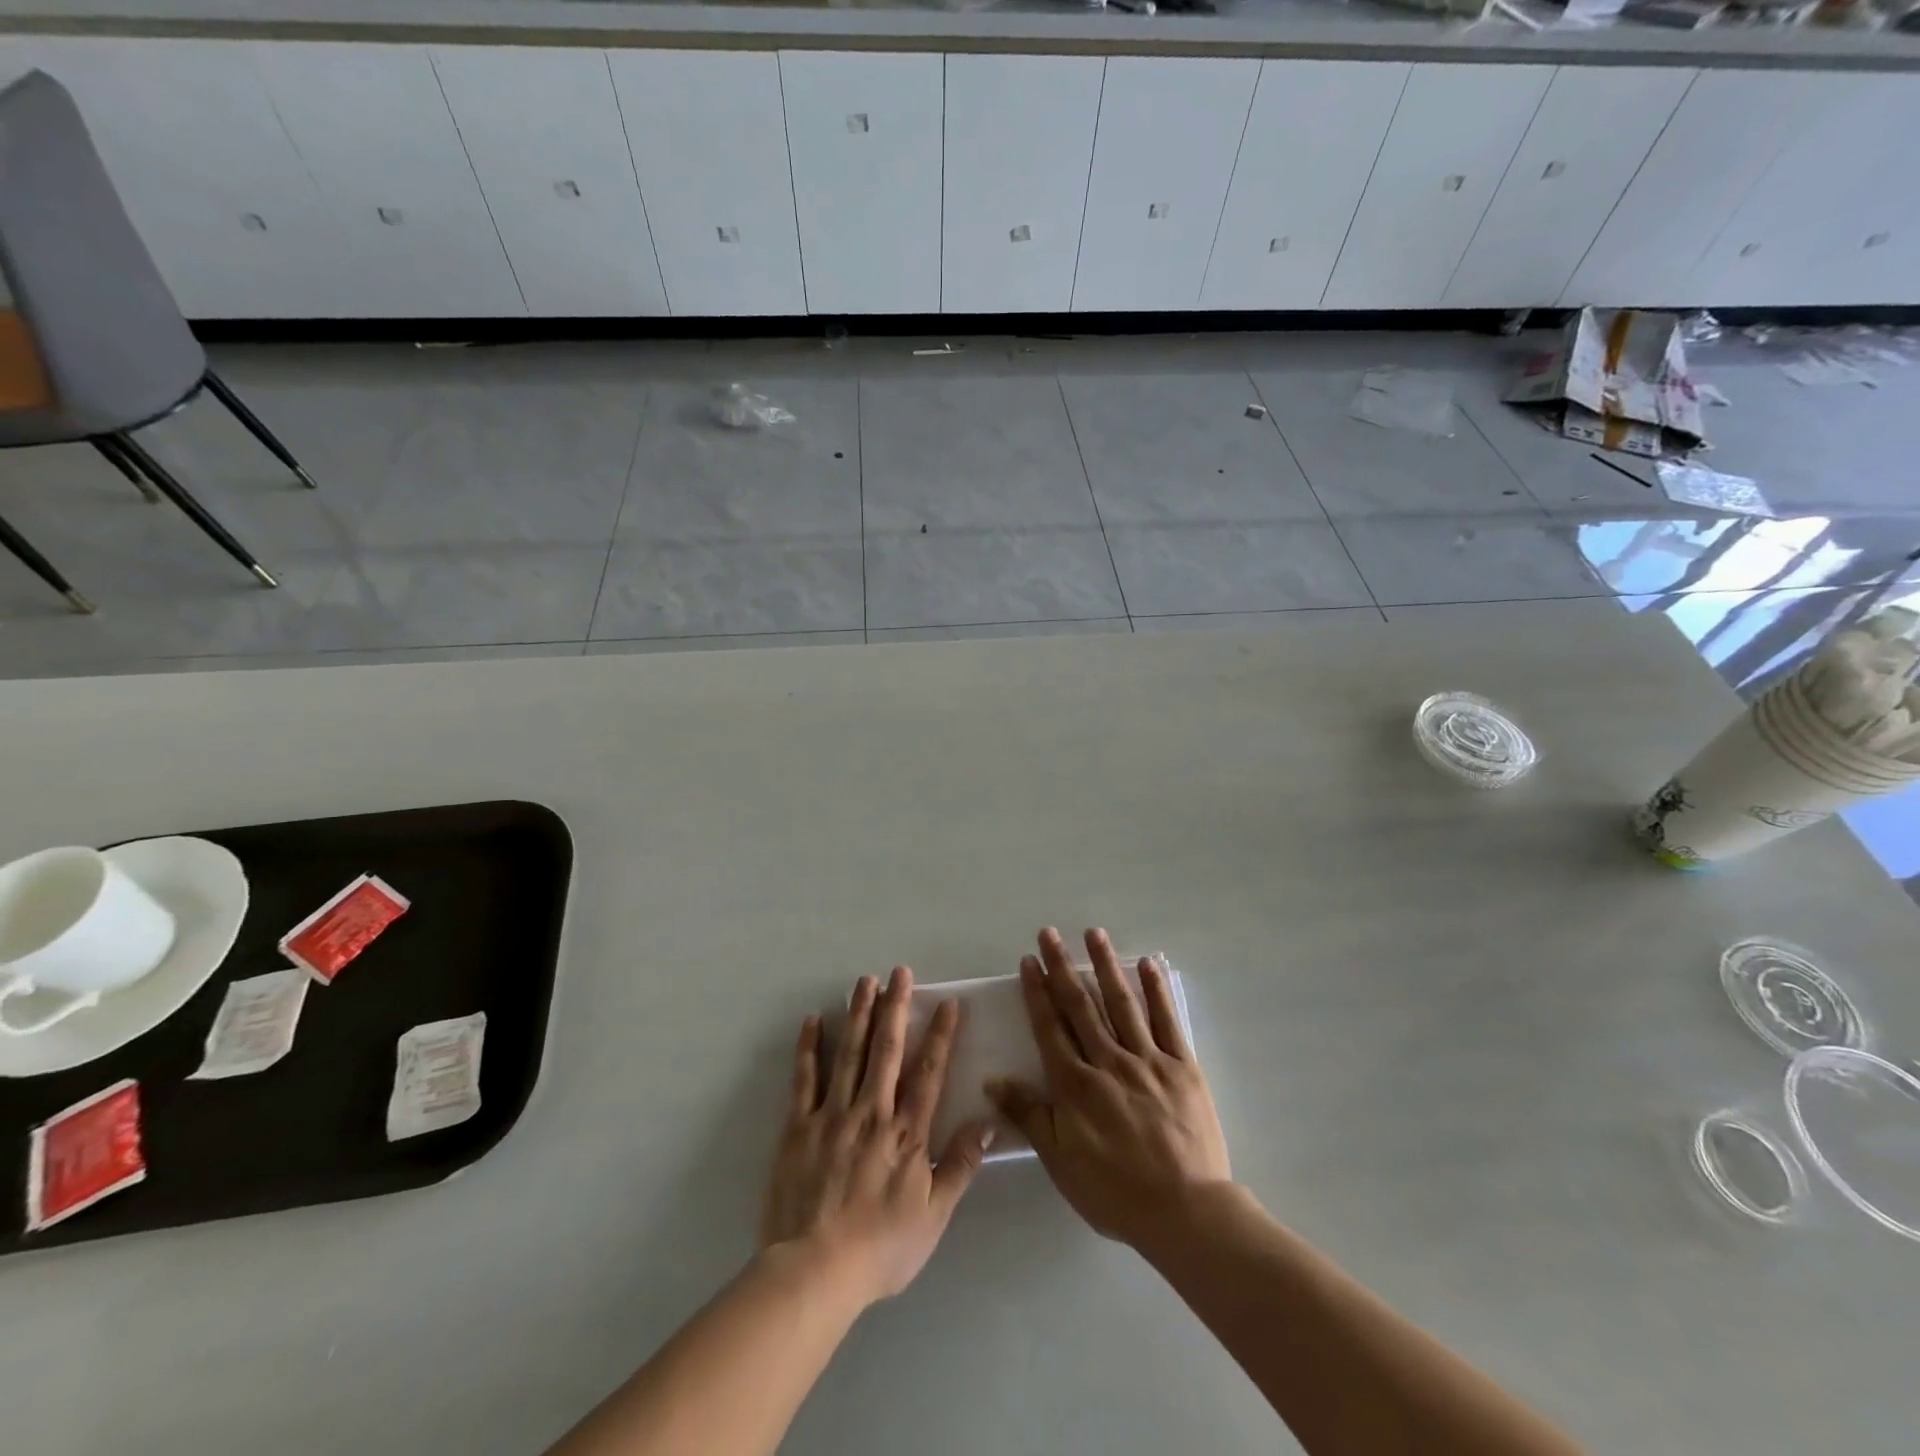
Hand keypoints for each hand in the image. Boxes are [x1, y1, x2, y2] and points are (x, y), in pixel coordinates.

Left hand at [760, 966, 992, 1308]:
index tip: (947, 1003)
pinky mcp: (798, 1126)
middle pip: (886, 1050)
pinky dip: (809, 1047)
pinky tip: (813, 1020)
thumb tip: (987, 1122)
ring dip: (858, 1013)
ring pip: (848, 1053)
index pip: (928, 1073)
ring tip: (865, 981)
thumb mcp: (934, 1216)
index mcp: (906, 1133)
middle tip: (900, 972)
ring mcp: (832, 1115)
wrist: (815, 1271)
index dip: (940, 1036)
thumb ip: (960, 1166)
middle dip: (895, 1007)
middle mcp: (872, 1112)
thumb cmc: (880, 1248)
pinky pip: (804, 1079)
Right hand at [988, 927, 1231, 1248]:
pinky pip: (1167, 1021)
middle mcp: (1109, 1061)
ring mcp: (1148, 1059)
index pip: (1050, 1027)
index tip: (1028, 961)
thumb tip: (992, 1081)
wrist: (1186, 1212)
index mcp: (1076, 1084)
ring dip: (1105, 965)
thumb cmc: (1115, 1192)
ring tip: (1093, 933)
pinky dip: (1156, 991)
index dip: (1037, 992)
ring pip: (1122, 1003)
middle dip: (1062, 966)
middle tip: (1049, 933)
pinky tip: (1147, 964)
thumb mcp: (1060, 1161)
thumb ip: (1029, 1115)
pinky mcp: (1183, 1066)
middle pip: (1081, 1005)